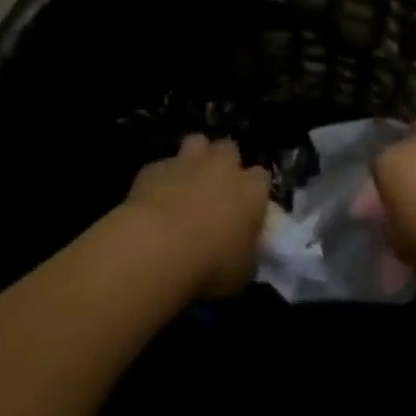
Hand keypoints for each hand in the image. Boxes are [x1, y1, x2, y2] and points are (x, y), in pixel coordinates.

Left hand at [124, 135, 270, 297]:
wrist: (157, 248)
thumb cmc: (210, 265)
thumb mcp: (241, 272)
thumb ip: (246, 254)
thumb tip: (243, 252)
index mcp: (252, 190)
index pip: (262, 177)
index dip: (254, 189)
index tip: (246, 206)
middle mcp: (223, 168)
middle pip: (229, 149)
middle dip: (224, 163)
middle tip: (216, 187)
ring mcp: (187, 163)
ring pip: (197, 143)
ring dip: (195, 158)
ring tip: (187, 181)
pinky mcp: (155, 168)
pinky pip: (161, 167)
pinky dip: (160, 179)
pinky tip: (153, 199)